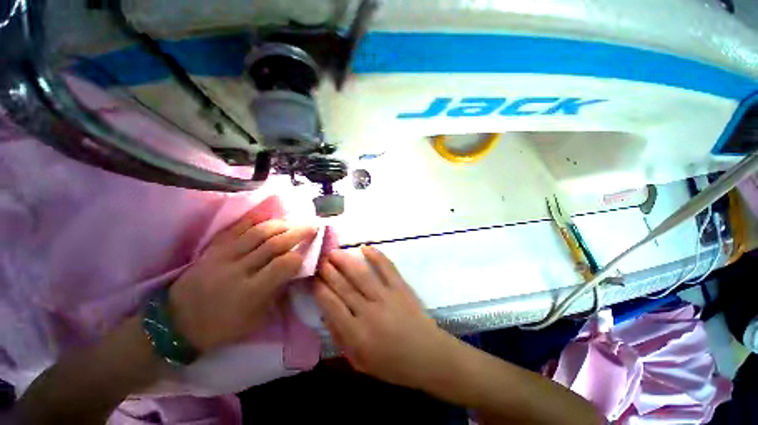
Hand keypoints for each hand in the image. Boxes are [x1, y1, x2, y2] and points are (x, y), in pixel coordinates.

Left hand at [169, 206, 315, 352]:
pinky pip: (237, 229)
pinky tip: (269, 217)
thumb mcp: (256, 319)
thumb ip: (277, 292)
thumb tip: (293, 270)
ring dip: (281, 224)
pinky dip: (255, 220)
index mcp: (251, 292)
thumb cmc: (222, 327)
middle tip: (313, 226)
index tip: (309, 251)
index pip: (284, 265)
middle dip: (298, 232)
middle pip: (275, 243)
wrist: (176, 323)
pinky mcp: (213, 249)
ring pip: (259, 232)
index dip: (300, 255)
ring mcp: (223, 256)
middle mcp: (239, 270)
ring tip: (294, 222)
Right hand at [314, 245, 452, 387]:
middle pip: (343, 286)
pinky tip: (365, 248)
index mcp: (356, 334)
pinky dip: (376, 256)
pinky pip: (387, 268)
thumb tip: (326, 313)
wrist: (427, 356)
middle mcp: (369, 312)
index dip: (319, 288)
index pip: (331, 305)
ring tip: (334, 251)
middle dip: (328, 271)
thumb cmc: (392, 364)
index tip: (312, 277)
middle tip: (320, 259)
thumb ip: (341, 338)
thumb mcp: (359, 362)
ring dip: (345, 261)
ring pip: (361, 274)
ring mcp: (386, 296)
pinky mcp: (401, 287)